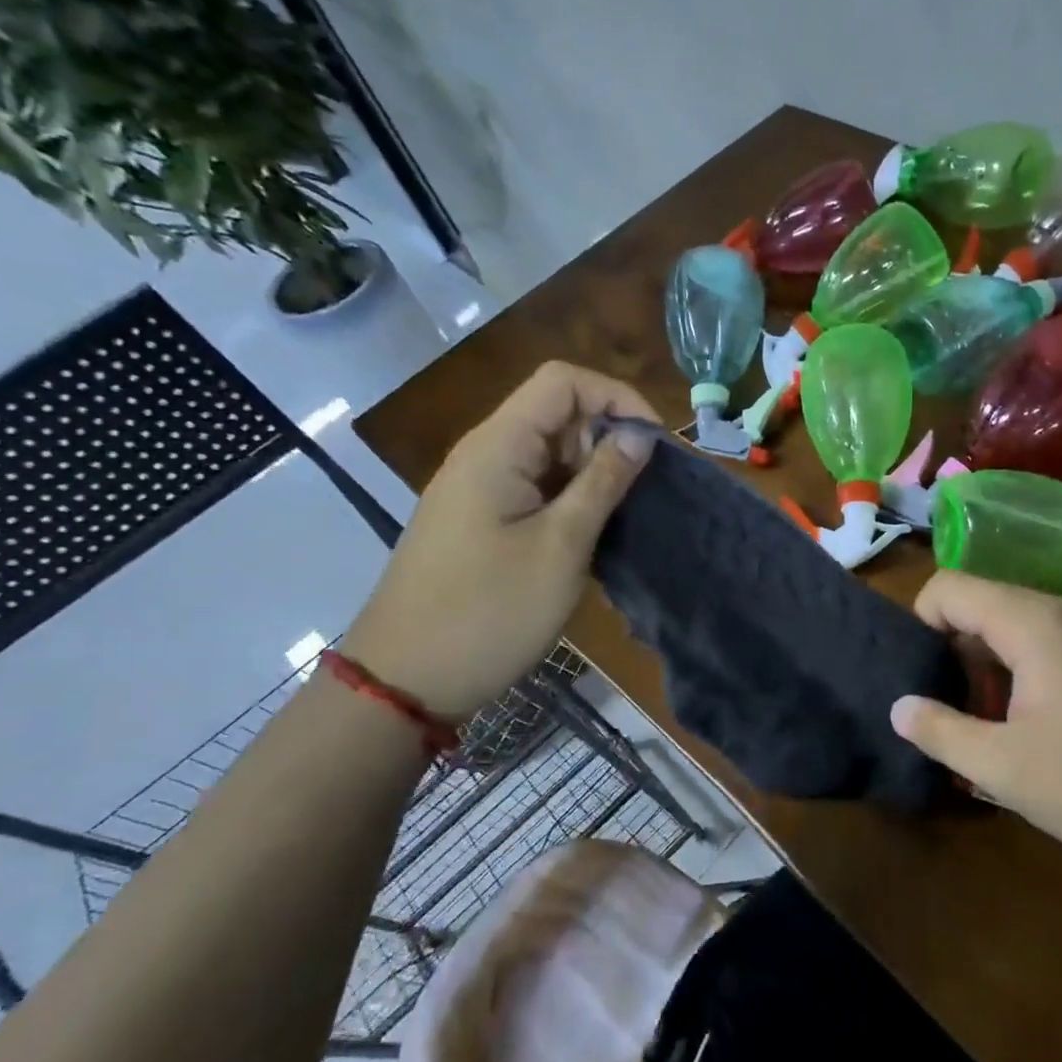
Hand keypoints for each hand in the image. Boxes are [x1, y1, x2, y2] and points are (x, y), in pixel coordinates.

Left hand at [342, 362, 657, 719]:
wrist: (407, 680)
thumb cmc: (490, 611)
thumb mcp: (561, 545)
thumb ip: (603, 482)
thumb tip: (640, 436)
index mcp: (499, 446)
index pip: (563, 381)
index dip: (617, 397)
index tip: (654, 445)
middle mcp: (486, 454)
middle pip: (557, 413)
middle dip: (608, 438)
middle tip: (643, 490)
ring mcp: (479, 489)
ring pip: (549, 453)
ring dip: (593, 473)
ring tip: (625, 516)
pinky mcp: (480, 520)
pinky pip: (535, 488)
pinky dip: (570, 499)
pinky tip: (592, 536)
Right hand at [889, 571, 1061, 881]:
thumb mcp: (1007, 770)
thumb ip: (941, 732)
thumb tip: (898, 705)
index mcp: (1034, 622)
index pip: (948, 587)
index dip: (919, 626)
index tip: (923, 683)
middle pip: (983, 606)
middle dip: (956, 656)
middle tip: (957, 718)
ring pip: (1018, 629)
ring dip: (992, 671)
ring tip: (997, 733)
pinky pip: (1054, 646)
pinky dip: (1029, 676)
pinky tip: (1044, 734)